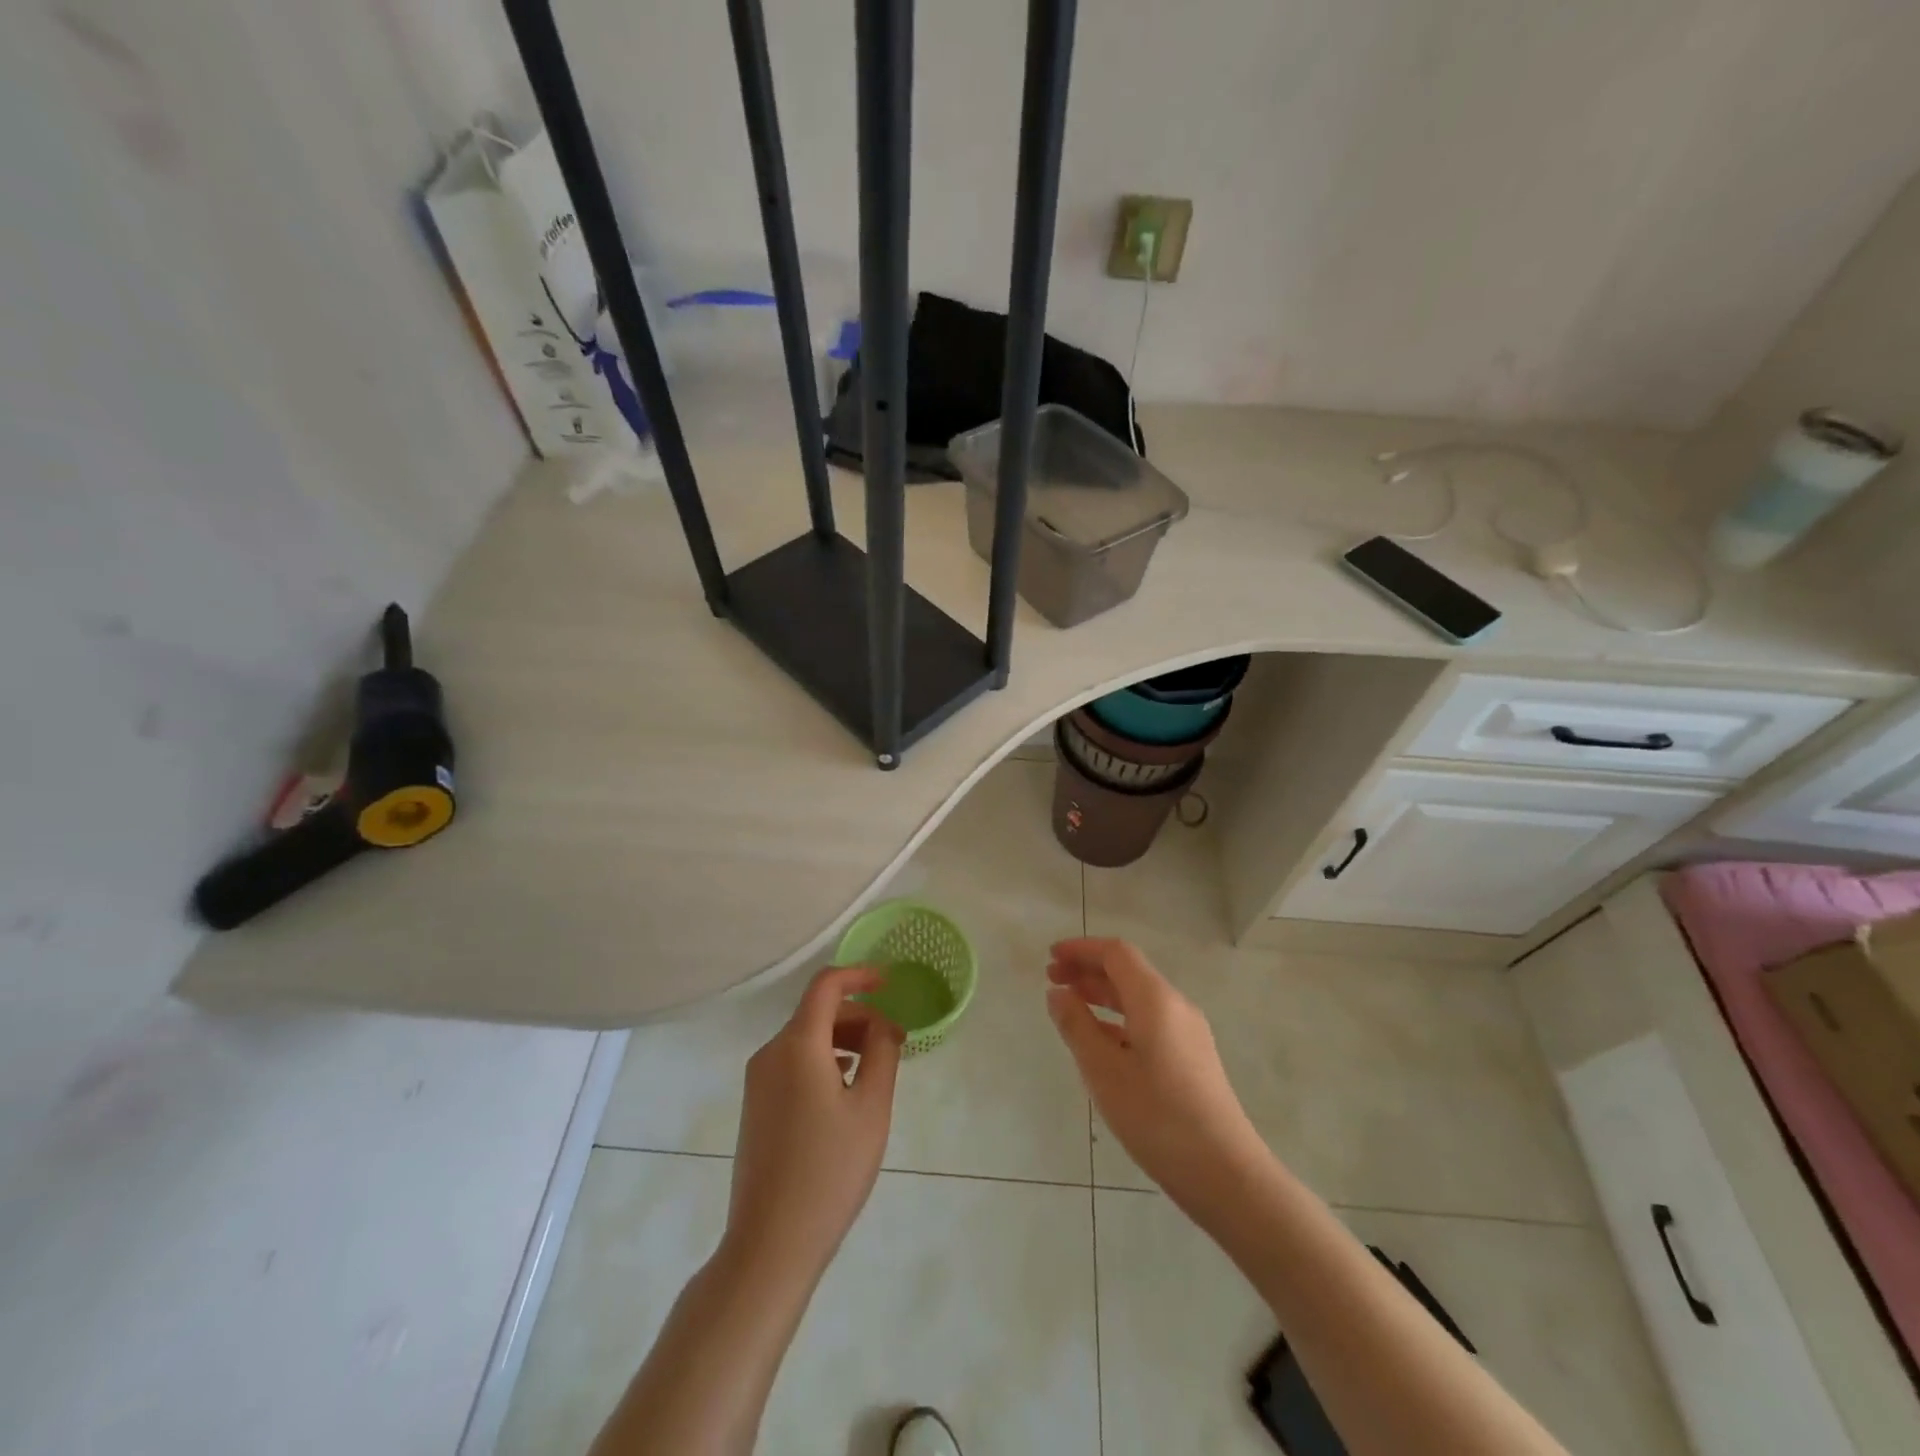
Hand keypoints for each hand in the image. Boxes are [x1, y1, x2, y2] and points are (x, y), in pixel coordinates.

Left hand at [724, 966, 903, 1285]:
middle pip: (817, 1012)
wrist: (770, 1243)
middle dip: (858, 1015)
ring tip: (876, 1068)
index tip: (890, 984)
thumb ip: (882, 1053)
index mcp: (798, 1045)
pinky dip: (823, 1060)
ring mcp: (758, 1080)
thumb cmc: (829, 1170)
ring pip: (805, 1038)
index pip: (826, 985)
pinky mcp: (756, 1106)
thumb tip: (882, 1025)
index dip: (860, 975)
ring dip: (843, 1039)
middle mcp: (771, 1053)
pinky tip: (845, 1091)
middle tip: (895, 1041)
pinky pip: (793, 1063)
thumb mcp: (871, 1108)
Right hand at [1046, 937, 1265, 1215]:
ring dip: (1103, 994)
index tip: (1050, 957)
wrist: (1225, 1173)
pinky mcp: (1193, 1058)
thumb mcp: (1104, 1071)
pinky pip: (1150, 1021)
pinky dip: (1120, 1019)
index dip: (1081, 949)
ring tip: (1070, 1006)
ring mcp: (1189, 1033)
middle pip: (1128, 972)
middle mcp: (1176, 1006)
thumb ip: (1077, 1026)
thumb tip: (1058, 992)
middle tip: (1052, 979)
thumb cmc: (1157, 1117)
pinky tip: (1102, 1042)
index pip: (1116, 953)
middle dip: (1088, 970)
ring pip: (1139, 998)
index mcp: (1156, 999)